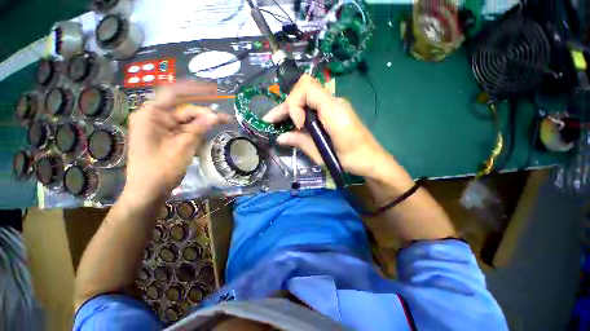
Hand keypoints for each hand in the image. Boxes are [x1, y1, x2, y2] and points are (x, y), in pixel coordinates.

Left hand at [124, 80, 229, 199]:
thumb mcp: (183, 147)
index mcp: (150, 115)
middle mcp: (154, 117)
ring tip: (222, 122)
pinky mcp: (166, 136)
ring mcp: (160, 127)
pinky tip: (210, 128)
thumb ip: (199, 128)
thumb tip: (216, 115)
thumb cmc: (161, 169)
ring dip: (203, 120)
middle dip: (204, 110)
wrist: (148, 191)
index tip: (214, 89)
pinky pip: (184, 128)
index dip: (195, 89)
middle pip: (183, 108)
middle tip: (224, 116)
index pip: (174, 93)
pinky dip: (197, 128)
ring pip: (186, 118)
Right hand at [264, 75, 391, 177]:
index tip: (298, 125)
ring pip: (307, 98)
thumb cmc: (351, 160)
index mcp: (334, 110)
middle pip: (304, 90)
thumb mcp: (323, 154)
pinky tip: (294, 126)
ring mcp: (335, 105)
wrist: (372, 160)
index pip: (306, 88)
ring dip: (291, 110)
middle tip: (271, 121)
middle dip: (286, 106)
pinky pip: (314, 106)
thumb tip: (280, 137)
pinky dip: (301, 114)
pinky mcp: (334, 112)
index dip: (294, 104)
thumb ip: (301, 142)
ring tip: (277, 123)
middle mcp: (334, 102)